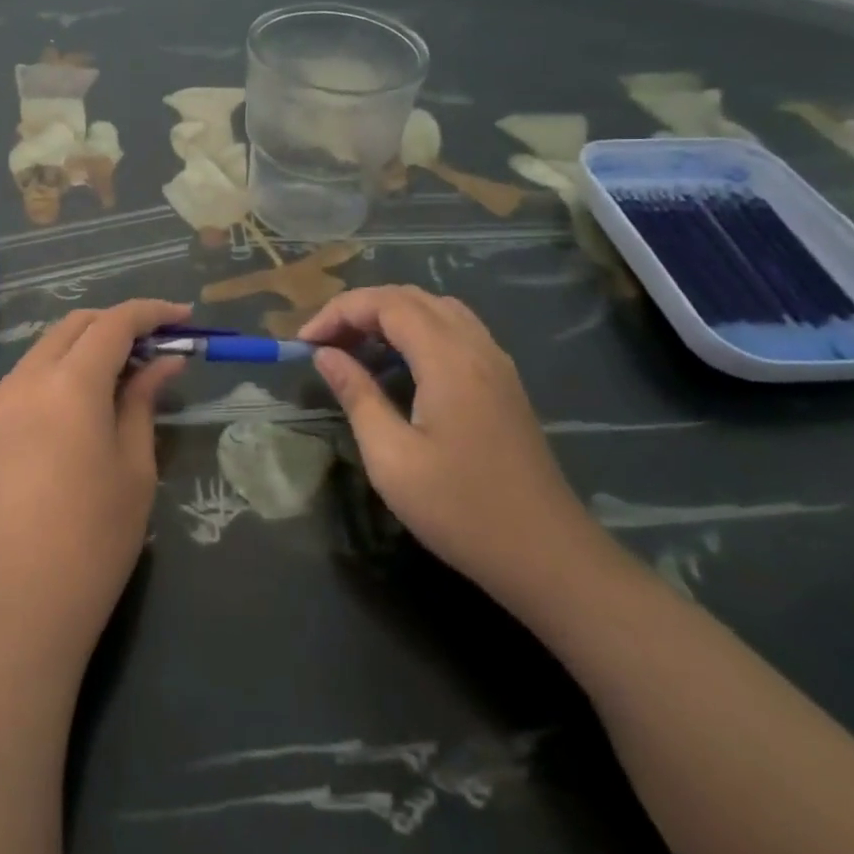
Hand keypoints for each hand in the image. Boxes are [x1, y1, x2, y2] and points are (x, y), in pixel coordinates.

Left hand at [0, 300, 187, 667]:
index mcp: (69, 382)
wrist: (11, 610)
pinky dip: (63, 369)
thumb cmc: (91, 540)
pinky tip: (87, 401)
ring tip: (127, 374)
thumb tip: (163, 362)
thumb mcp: (134, 467)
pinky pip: (30, 376)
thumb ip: (143, 402)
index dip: (152, 312)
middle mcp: (27, 378)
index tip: (185, 318)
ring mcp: (0, 403)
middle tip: (159, 346)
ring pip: (49, 347)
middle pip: (77, 325)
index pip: (115, 322)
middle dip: (119, 323)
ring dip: (89, 345)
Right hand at [300, 287, 600, 600]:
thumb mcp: (392, 458)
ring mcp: (495, 363)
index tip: (304, 343)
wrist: (548, 556)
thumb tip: (326, 356)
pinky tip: (399, 364)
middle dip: (360, 309)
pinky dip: (417, 330)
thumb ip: (357, 396)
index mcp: (448, 359)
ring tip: (355, 347)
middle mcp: (475, 347)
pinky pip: (454, 330)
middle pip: (410, 297)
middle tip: (324, 343)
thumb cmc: (461, 510)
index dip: (339, 312)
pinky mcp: (503, 382)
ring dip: (389, 316)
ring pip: (435, 309)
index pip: (386, 303)